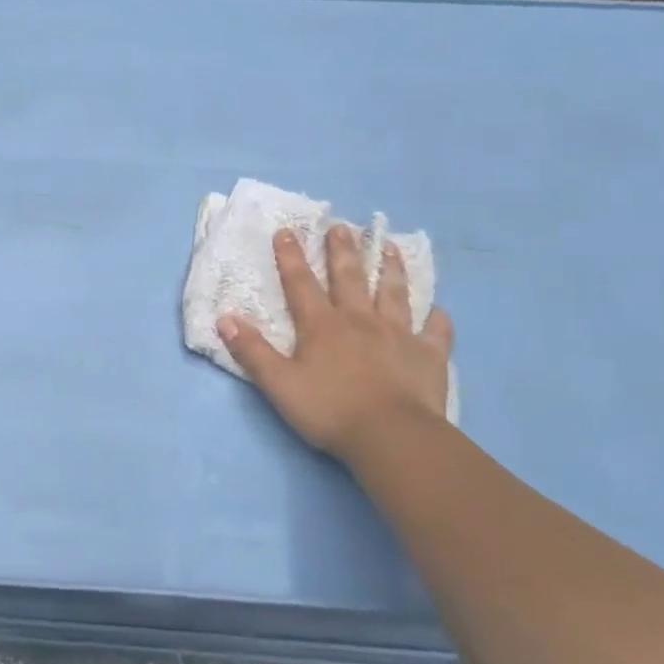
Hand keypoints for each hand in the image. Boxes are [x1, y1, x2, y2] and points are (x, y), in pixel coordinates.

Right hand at [218, 226, 453, 463]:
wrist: (392, 437)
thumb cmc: (330, 410)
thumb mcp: (279, 384)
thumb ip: (252, 351)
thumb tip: (225, 318)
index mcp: (322, 326)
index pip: (301, 284)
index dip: (291, 256)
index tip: (287, 230)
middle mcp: (360, 321)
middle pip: (350, 278)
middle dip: (342, 251)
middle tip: (340, 226)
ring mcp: (398, 336)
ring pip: (394, 294)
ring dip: (391, 269)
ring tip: (390, 247)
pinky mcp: (429, 356)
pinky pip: (436, 333)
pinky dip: (437, 321)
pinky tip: (439, 311)